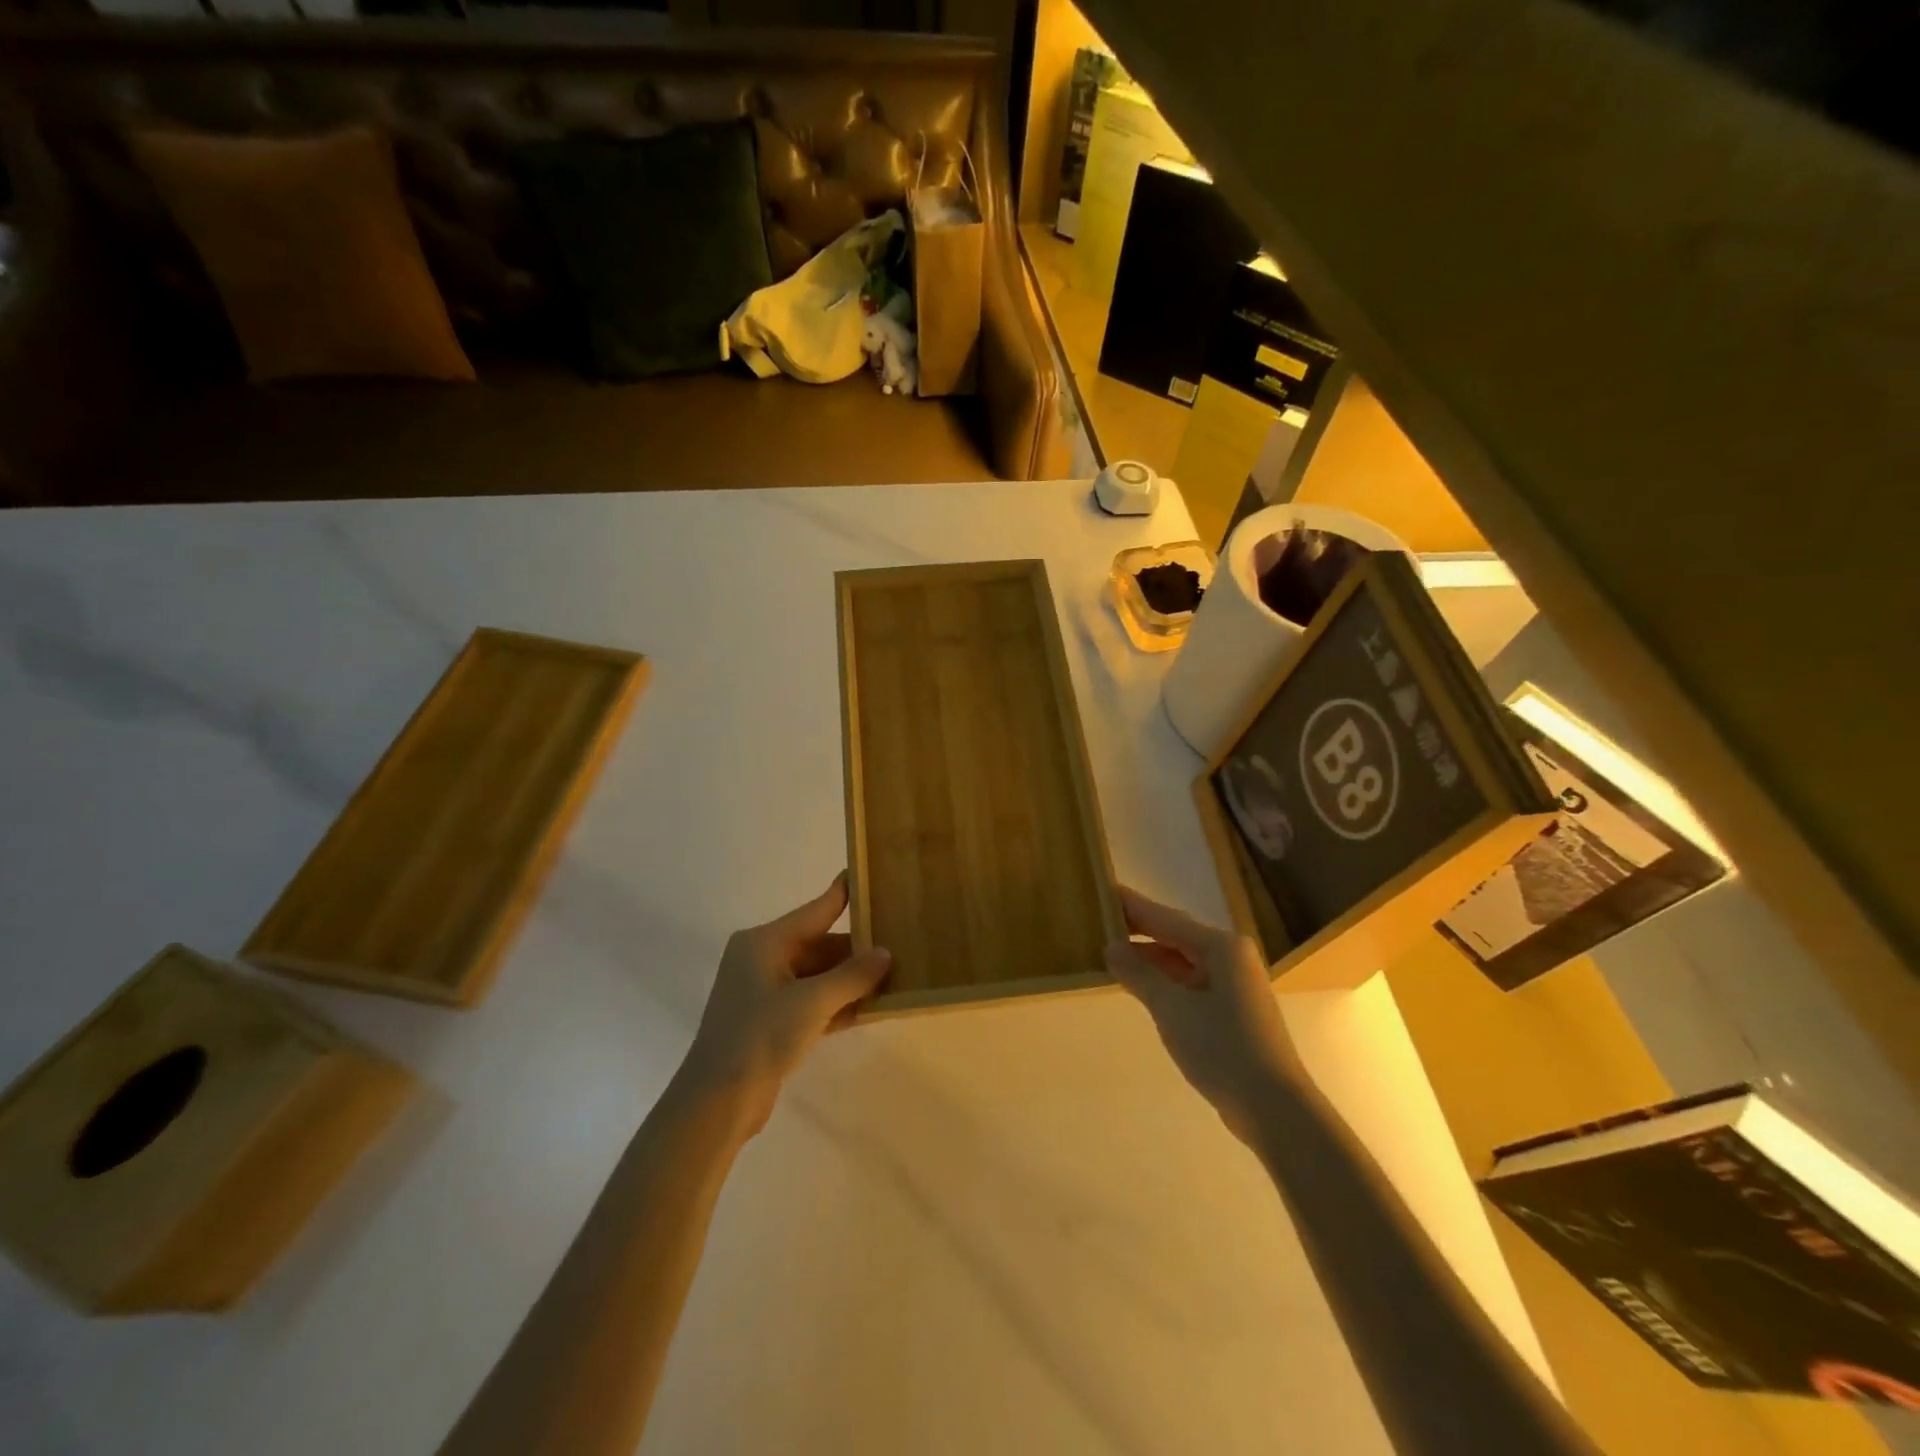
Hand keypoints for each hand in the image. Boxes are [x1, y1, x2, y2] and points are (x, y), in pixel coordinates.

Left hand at [677, 874, 890, 1138]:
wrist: (718, 1102)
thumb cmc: (761, 1036)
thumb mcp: (812, 1002)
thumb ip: (853, 975)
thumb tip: (885, 954)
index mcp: (764, 942)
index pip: (816, 910)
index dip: (844, 894)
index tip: (870, 876)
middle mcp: (763, 959)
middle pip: (820, 945)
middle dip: (857, 950)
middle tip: (900, 943)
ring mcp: (767, 993)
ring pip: (819, 976)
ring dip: (852, 980)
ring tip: (896, 974)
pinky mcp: (772, 1023)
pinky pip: (814, 1002)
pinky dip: (839, 1004)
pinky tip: (874, 1006)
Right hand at [1104, 886, 1298, 1138]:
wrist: (1273, 1107)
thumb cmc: (1222, 1047)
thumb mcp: (1171, 1008)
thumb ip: (1138, 974)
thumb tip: (1111, 948)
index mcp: (1222, 947)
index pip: (1167, 919)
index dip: (1134, 907)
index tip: (1105, 891)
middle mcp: (1231, 957)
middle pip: (1176, 936)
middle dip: (1139, 931)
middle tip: (1102, 921)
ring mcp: (1234, 985)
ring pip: (1183, 962)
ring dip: (1150, 959)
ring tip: (1111, 953)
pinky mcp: (1232, 1011)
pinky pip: (1190, 983)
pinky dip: (1165, 981)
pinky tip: (1141, 985)